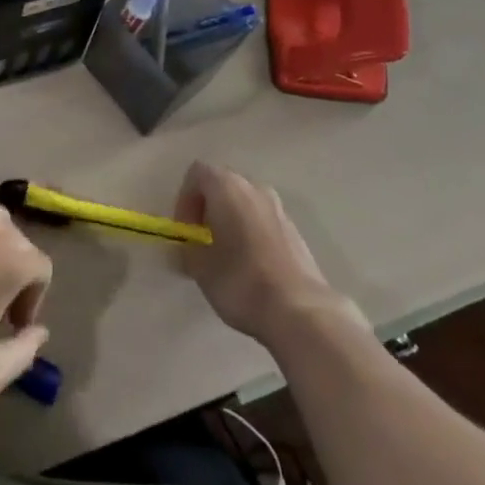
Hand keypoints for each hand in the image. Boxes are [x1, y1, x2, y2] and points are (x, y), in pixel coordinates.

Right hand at [175, 161, 347, 343]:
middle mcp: (254, 187)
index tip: (186, 231)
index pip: (197, 173)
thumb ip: (188, 249)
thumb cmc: (241, 281)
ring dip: (230, 221)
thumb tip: (188, 247)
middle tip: (202, 242)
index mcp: (227, 187)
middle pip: (222, 185)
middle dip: (208, 209)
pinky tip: (250, 267)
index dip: (184, 199)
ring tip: (226, 256)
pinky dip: (251, 233)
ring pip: (245, 203)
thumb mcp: (200, 268)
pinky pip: (263, 221)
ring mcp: (278, 207)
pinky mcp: (295, 230)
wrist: (300, 311)